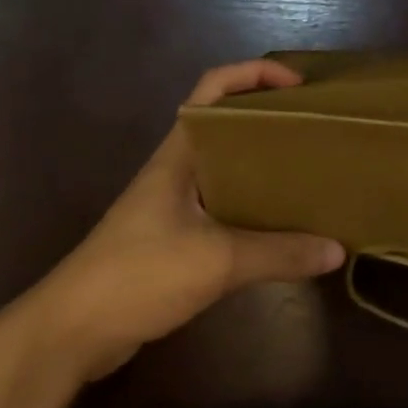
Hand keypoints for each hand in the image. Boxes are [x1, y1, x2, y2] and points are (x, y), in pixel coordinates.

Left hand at [27, 59, 344, 381]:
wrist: (69, 334)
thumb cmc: (138, 275)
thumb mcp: (217, 261)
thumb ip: (280, 253)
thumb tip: (338, 250)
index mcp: (181, 152)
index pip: (214, 87)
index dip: (256, 73)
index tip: (300, 88)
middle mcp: (180, 168)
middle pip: (229, 123)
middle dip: (271, 118)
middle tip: (317, 129)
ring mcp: (175, 203)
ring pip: (229, 166)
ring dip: (266, 163)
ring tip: (311, 170)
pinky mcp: (176, 237)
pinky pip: (226, 205)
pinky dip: (255, 204)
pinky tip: (284, 223)